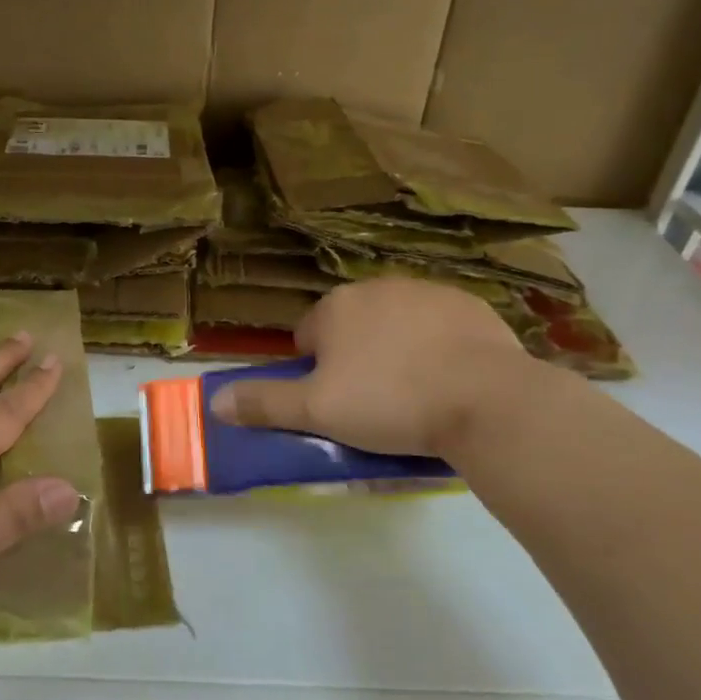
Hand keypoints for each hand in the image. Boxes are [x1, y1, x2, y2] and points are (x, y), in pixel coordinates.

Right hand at [209, 279, 538, 458]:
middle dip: (356, 358)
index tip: (337, 403)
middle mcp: (377, 287)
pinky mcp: (470, 305)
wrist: (487, 400)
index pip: (308, 337)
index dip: (316, 373)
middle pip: (352, 327)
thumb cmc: (389, 403)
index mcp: (336, 307)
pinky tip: (452, 380)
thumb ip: (264, 403)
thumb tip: (214, 402)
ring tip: (416, 394)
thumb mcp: (316, 412)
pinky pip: (440, 326)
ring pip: (396, 324)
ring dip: (396, 350)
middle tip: (374, 403)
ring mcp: (427, 291)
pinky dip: (439, 347)